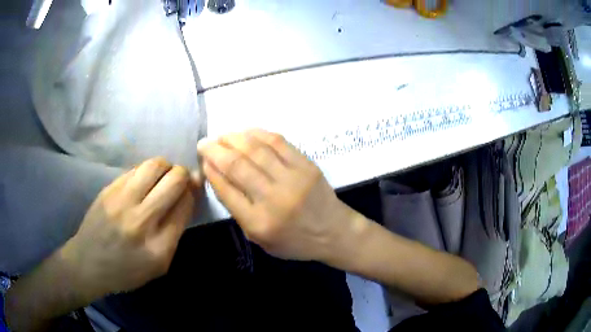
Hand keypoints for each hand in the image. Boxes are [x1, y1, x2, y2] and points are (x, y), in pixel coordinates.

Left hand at [60, 157, 195, 300]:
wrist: (88, 262)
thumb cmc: (127, 270)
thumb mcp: (158, 265)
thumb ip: (174, 232)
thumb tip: (187, 197)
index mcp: (159, 247)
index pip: (185, 205)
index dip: (192, 194)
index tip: (191, 192)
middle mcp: (142, 220)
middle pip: (174, 180)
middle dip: (184, 176)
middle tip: (179, 181)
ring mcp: (122, 201)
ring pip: (155, 165)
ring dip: (166, 167)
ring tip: (162, 176)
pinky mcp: (109, 189)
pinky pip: (136, 169)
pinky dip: (146, 171)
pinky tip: (142, 182)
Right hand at [197, 129, 355, 260]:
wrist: (334, 232)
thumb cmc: (294, 241)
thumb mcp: (260, 239)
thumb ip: (239, 212)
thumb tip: (219, 176)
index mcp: (259, 223)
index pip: (226, 191)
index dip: (211, 171)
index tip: (203, 160)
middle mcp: (273, 199)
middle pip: (237, 166)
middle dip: (215, 150)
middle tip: (204, 143)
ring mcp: (292, 179)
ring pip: (255, 149)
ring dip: (233, 138)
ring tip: (222, 136)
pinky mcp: (306, 165)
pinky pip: (278, 142)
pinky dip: (258, 134)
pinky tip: (246, 132)